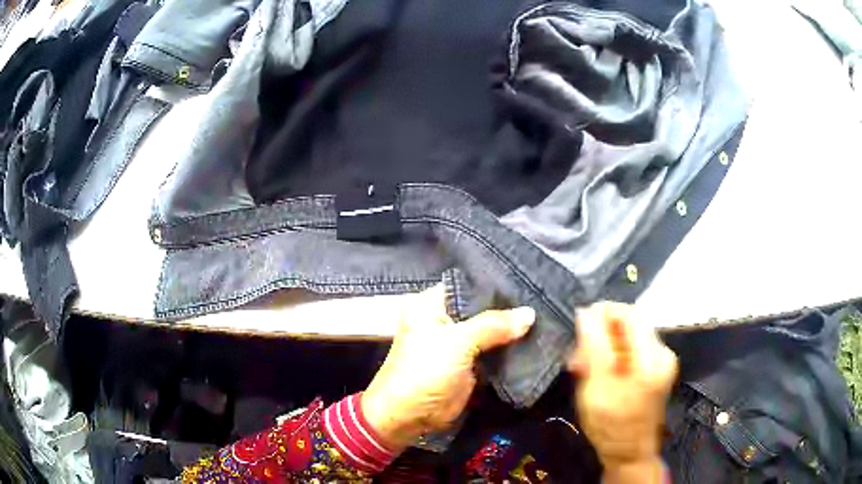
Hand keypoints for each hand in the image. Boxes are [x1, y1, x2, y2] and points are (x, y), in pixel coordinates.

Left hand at [362, 286, 534, 451]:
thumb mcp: (457, 342)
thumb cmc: (424, 371)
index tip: (527, 282)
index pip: (469, 285)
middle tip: (541, 299)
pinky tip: (536, 339)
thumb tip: (530, 313)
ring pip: (490, 331)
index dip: (496, 284)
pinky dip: (510, 349)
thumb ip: (493, 325)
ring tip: (544, 317)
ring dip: (511, 330)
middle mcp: (445, 319)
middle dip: (509, 309)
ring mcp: (458, 343)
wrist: (410, 416)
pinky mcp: (469, 364)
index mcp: (431, 304)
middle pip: (483, 309)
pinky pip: (493, 351)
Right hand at [569, 303, 676, 482]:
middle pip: (630, 324)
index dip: (603, 312)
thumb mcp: (596, 387)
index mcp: (652, 357)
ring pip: (628, 337)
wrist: (629, 453)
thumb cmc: (610, 425)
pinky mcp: (654, 369)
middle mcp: (662, 352)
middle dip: (601, 332)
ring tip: (582, 365)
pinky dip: (611, 355)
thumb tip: (585, 312)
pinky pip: (631, 350)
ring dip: (603, 344)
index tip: (579, 323)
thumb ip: (593, 346)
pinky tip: (596, 371)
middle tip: (577, 354)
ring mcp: (660, 361)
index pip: (629, 314)